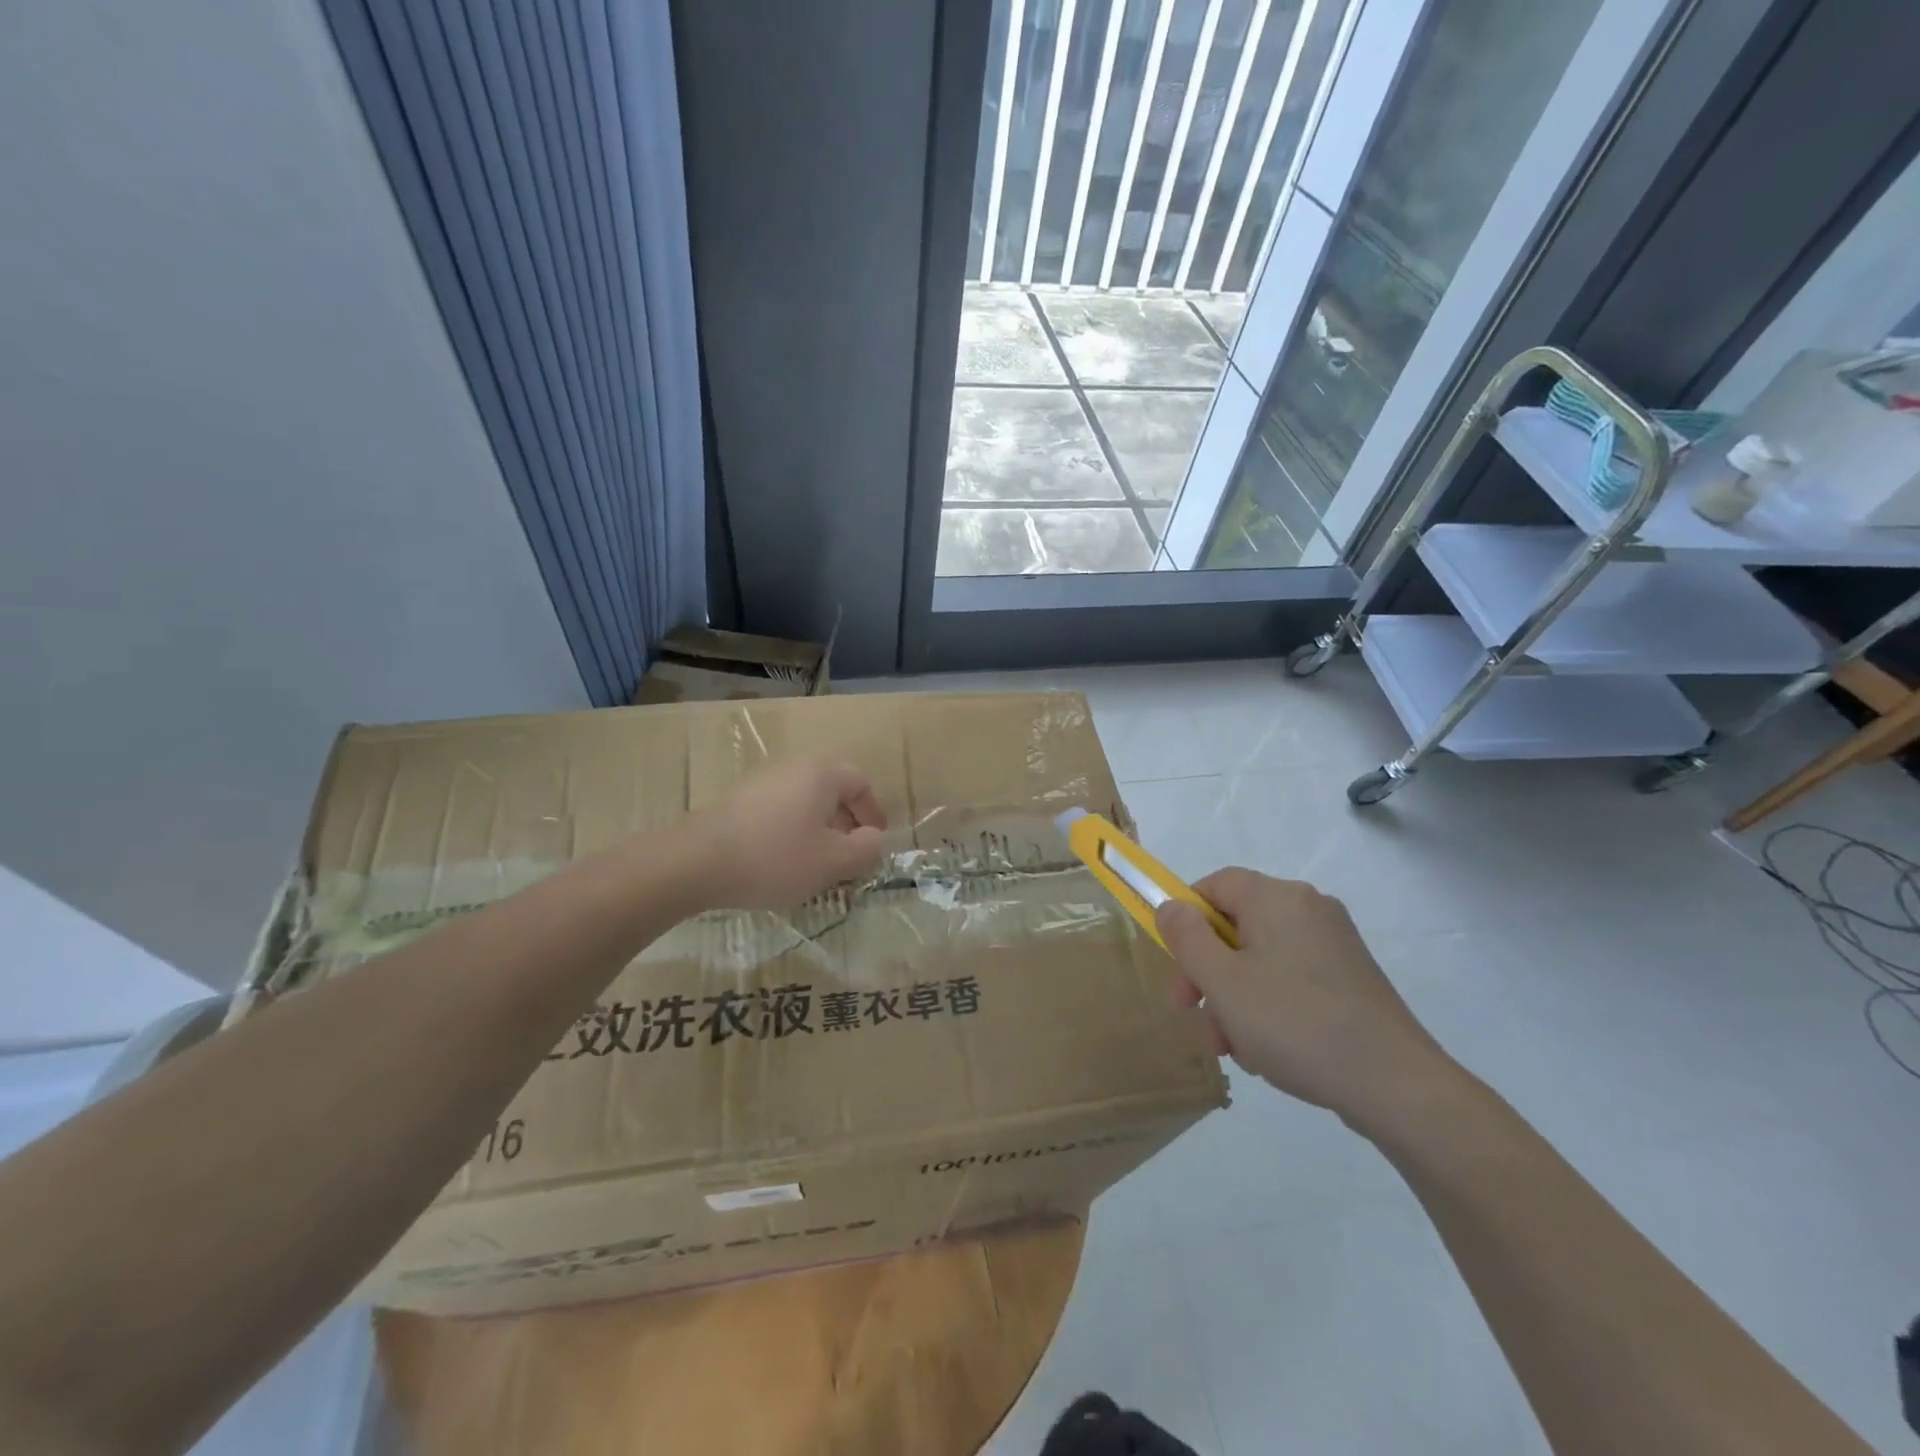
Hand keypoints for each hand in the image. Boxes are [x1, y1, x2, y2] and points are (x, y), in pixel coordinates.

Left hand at [682, 760, 888, 909]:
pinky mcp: (736, 800)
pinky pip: (778, 809)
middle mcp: (793, 767)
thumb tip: (875, 840)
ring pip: (804, 800)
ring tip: (815, 862)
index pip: (861, 781)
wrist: (695, 862)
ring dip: (818, 827)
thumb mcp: (833, 862)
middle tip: (848, 853)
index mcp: (822, 774)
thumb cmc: (775, 857)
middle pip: (832, 788)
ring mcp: (760, 781)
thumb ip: (865, 850)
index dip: (873, 812)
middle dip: (846, 821)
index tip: (873, 842)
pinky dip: (790, 830)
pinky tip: (780, 861)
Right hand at [1155, 869, 1455, 1130]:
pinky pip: (1292, 977)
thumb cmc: (1295, 1023)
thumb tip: (1171, 905)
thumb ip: (1186, 937)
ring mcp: (1335, 943)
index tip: (1175, 965)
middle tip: (1192, 1013)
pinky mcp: (1352, 977)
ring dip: (1234, 996)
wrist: (1396, 1085)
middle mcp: (1308, 908)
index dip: (1185, 918)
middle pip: (1237, 925)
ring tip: (1231, 1048)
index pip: (1214, 885)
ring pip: (1262, 958)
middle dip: (1207, 970)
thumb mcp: (1222, 981)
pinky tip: (1267, 1050)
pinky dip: (1269, 1004)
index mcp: (1276, 897)